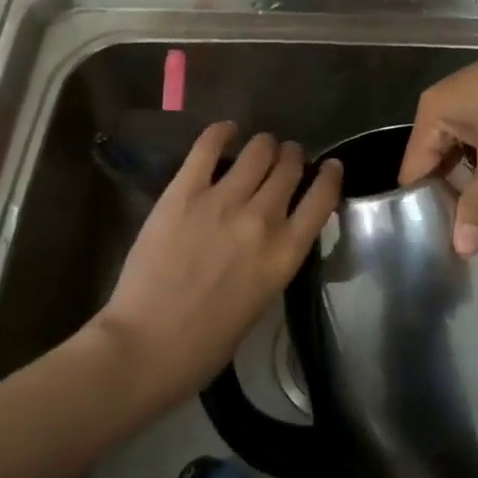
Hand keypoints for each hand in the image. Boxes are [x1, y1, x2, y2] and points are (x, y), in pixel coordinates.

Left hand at [92, 124, 341, 406]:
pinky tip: (226, 131)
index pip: (322, 199)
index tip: (329, 166)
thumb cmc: (207, 341)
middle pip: (289, 167)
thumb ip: (273, 257)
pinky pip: (209, 146)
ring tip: (259, 146)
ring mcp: (223, 200)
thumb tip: (274, 229)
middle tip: (284, 157)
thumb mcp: (262, 299)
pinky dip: (222, 133)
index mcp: (286, 253)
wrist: (148, 345)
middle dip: (291, 157)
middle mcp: (263, 218)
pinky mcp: (184, 191)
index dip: (330, 176)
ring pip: (258, 151)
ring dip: (264, 145)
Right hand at [400, 31, 477, 255]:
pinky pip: (474, 132)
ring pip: (457, 145)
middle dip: (446, 189)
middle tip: (457, 227)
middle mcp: (442, 98)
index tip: (432, 234)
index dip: (421, 201)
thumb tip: (462, 250)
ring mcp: (469, 93)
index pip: (413, 167)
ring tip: (476, 209)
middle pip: (433, 156)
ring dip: (466, 174)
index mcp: (431, 111)